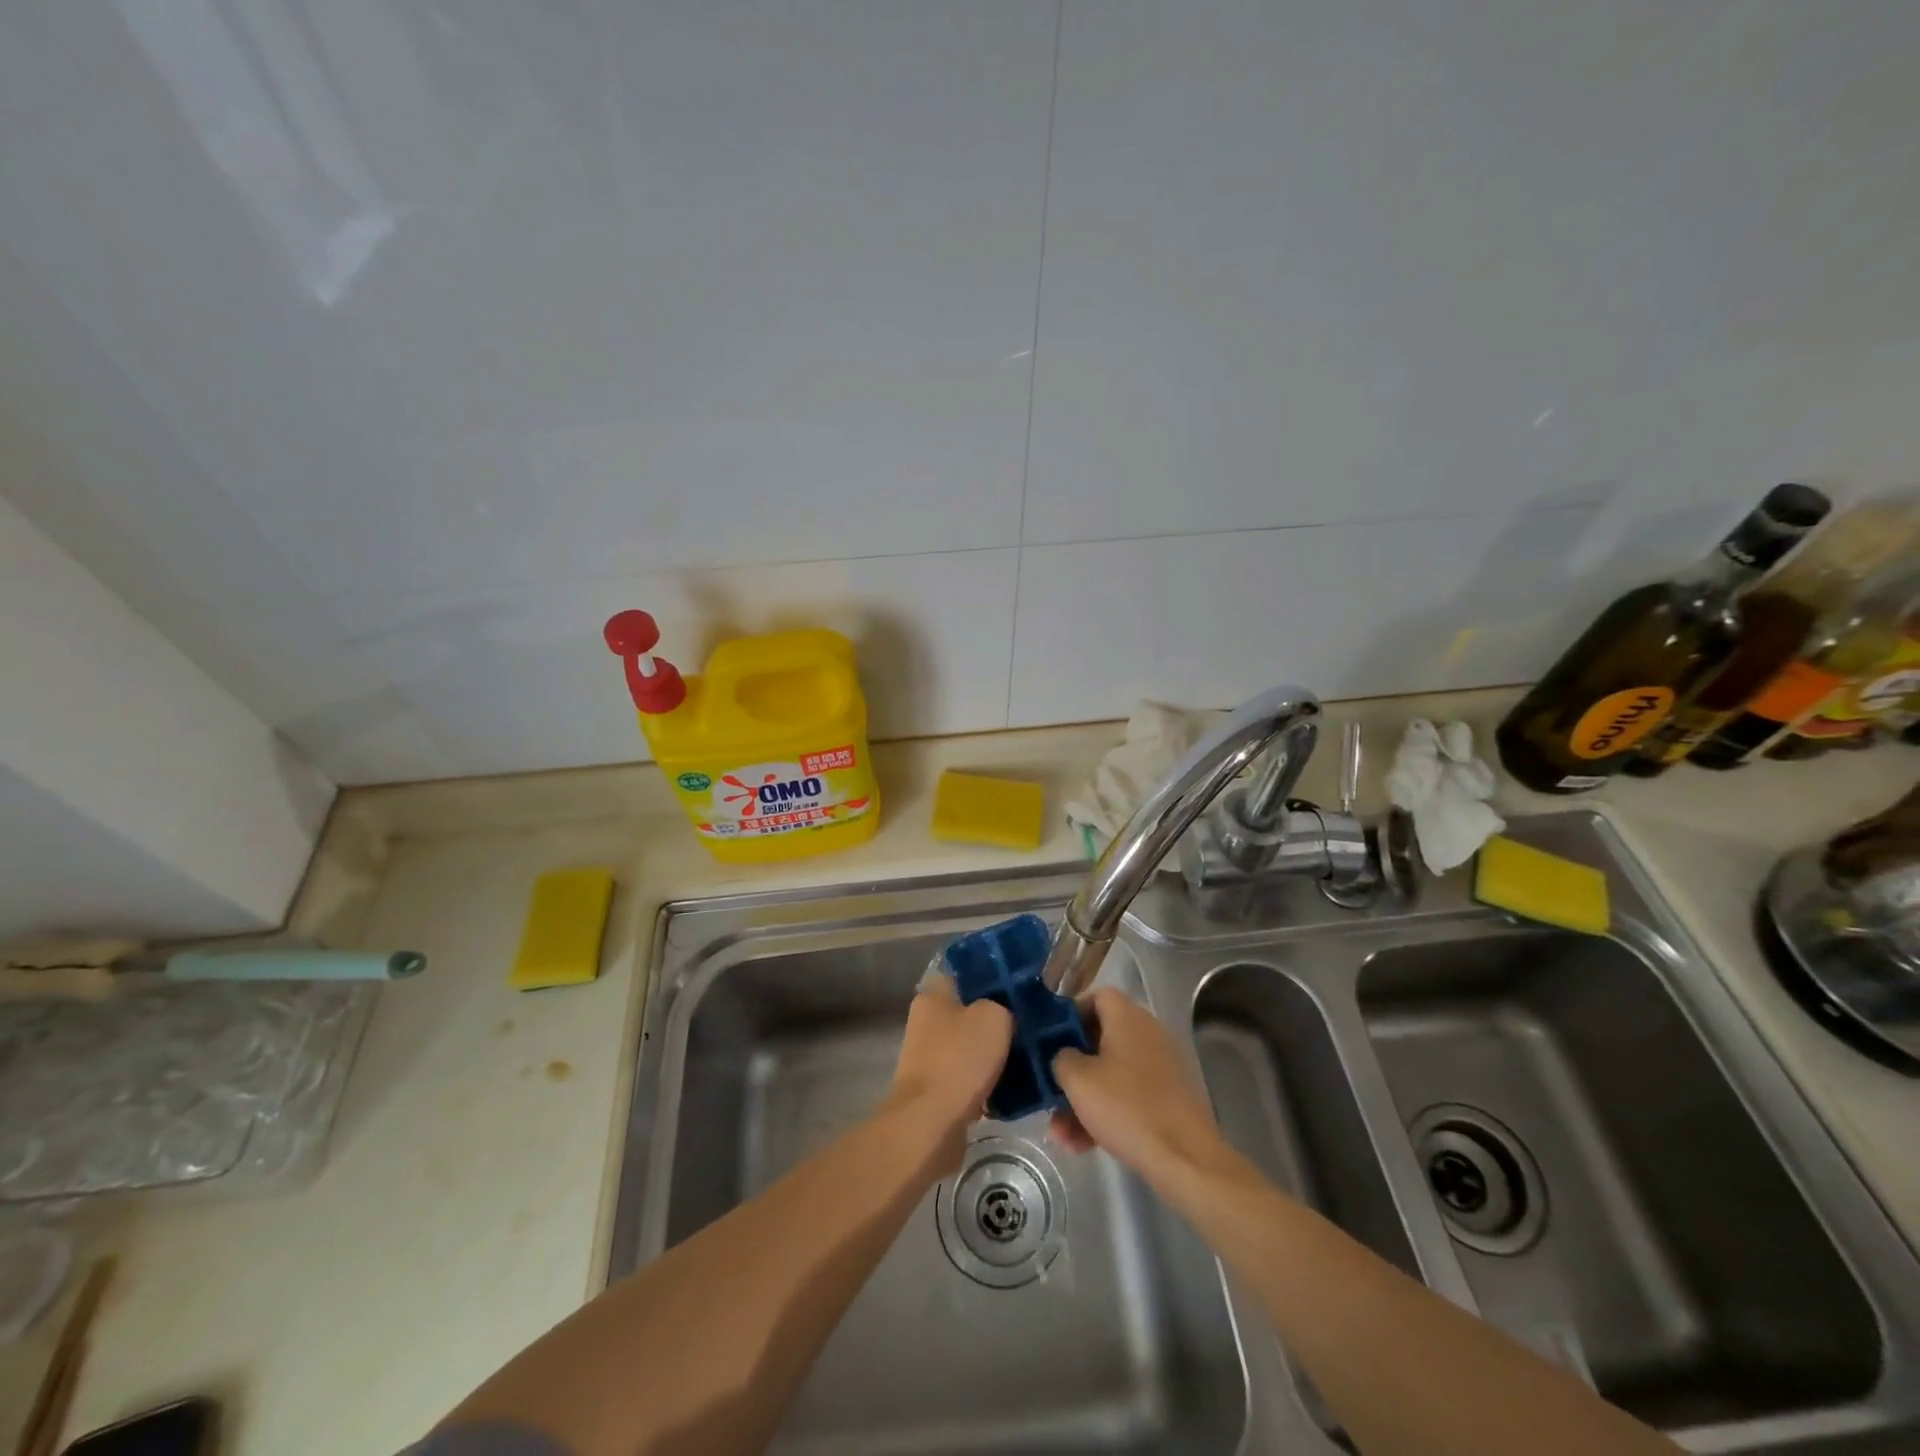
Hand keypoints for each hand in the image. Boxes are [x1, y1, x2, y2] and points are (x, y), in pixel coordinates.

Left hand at [887, 973, 1012, 1152]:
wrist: (931, 1123)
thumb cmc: (960, 1059)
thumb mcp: (994, 1017)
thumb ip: (1002, 1007)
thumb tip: (1004, 1015)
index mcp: (933, 996)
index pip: (964, 977)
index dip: (990, 980)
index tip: (1018, 990)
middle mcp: (925, 1023)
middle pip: (968, 1014)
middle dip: (995, 1022)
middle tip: (1028, 1027)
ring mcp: (928, 1059)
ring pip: (969, 1049)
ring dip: (992, 1056)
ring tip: (1026, 1060)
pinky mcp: (935, 1092)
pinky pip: (968, 1080)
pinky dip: (985, 1085)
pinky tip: (1011, 1091)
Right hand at [1049, 988, 1230, 1184]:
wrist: (1185, 1159)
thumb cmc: (1126, 1107)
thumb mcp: (1078, 1080)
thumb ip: (1060, 1058)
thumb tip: (1064, 1056)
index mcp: (1128, 1018)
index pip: (1097, 997)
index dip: (1071, 1014)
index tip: (1050, 1040)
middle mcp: (1146, 1034)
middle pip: (1099, 1040)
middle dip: (1071, 1070)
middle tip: (1050, 1092)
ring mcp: (1159, 1068)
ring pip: (1110, 1074)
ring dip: (1082, 1100)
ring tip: (1060, 1134)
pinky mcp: (1166, 1098)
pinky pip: (1126, 1096)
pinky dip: (1104, 1114)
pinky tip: (1082, 1145)